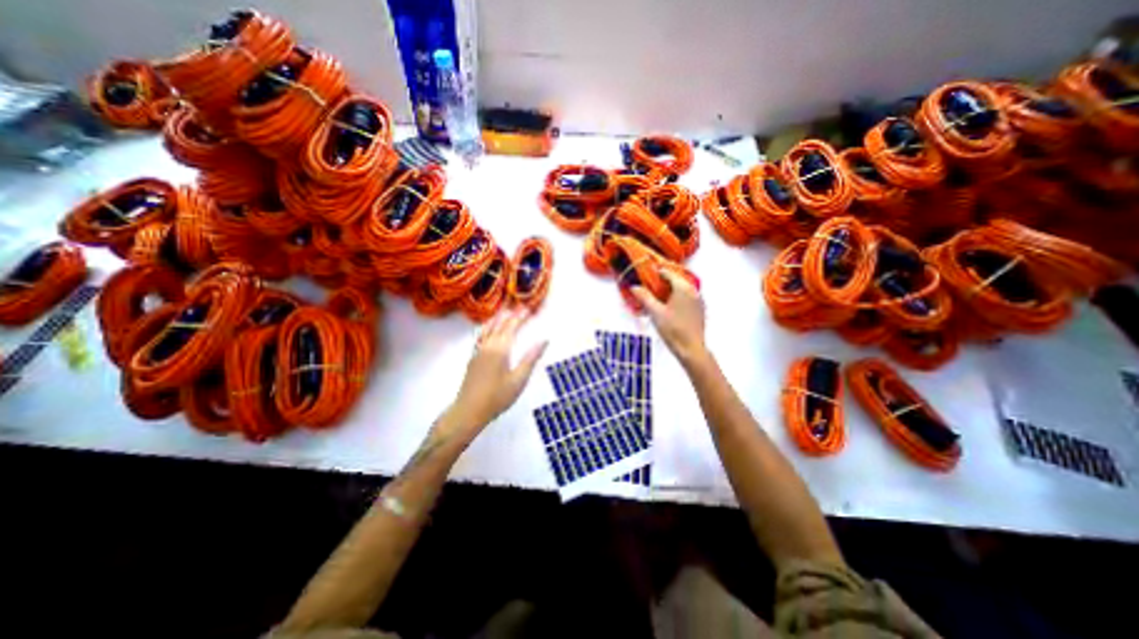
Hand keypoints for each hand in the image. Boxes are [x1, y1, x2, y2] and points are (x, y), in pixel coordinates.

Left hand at [446, 309, 546, 439]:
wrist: (469, 410)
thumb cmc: (497, 397)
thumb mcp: (519, 380)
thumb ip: (531, 358)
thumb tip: (544, 340)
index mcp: (500, 349)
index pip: (512, 327)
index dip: (520, 317)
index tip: (528, 309)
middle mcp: (488, 345)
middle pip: (499, 325)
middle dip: (510, 315)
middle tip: (519, 307)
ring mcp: (478, 351)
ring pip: (487, 329)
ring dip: (497, 319)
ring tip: (503, 311)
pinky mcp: (472, 358)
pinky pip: (480, 336)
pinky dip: (487, 328)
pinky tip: (487, 330)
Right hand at [626, 266, 709, 361]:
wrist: (691, 349)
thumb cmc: (673, 330)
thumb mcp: (655, 312)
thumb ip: (644, 297)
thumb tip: (634, 287)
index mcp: (683, 288)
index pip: (669, 273)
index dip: (657, 272)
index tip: (647, 274)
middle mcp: (693, 291)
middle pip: (677, 279)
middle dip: (664, 281)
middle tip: (651, 285)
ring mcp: (698, 300)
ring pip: (683, 288)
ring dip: (671, 289)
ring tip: (658, 295)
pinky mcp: (700, 310)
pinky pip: (688, 297)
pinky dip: (678, 296)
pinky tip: (670, 306)